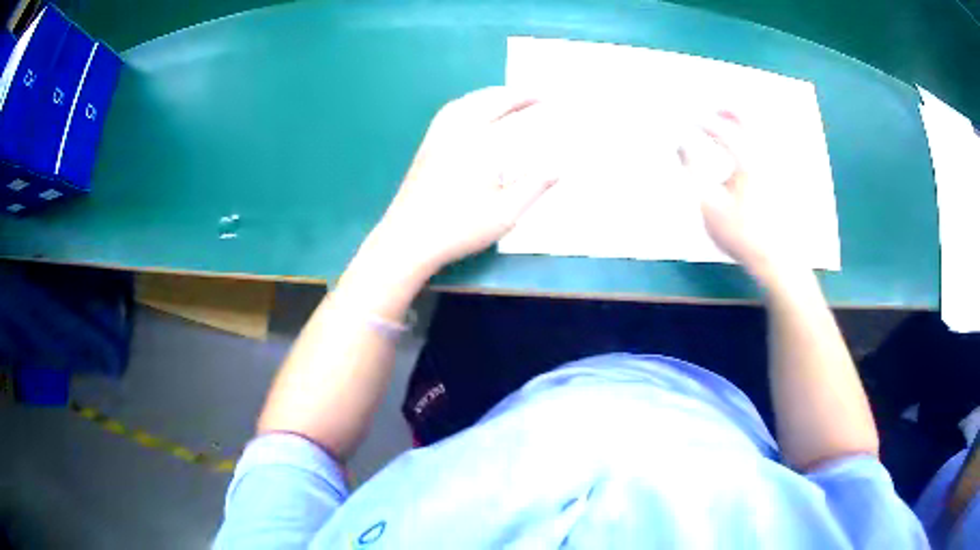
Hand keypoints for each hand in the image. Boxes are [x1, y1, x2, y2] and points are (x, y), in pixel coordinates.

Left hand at [369, 87, 558, 277]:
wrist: (407, 240)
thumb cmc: (458, 228)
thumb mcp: (506, 212)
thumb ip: (535, 186)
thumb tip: (560, 167)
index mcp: (478, 142)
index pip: (507, 109)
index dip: (529, 100)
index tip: (548, 98)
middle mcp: (455, 131)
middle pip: (485, 100)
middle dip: (511, 94)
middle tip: (532, 95)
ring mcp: (436, 138)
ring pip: (464, 103)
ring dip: (487, 95)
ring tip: (506, 99)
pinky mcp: (425, 148)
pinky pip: (448, 113)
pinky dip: (467, 104)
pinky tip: (471, 115)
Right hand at [683, 111, 797, 281]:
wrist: (775, 259)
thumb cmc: (740, 232)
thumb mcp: (708, 203)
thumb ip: (691, 170)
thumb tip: (680, 144)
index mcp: (746, 159)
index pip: (721, 131)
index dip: (704, 123)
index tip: (689, 121)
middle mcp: (764, 156)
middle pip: (749, 123)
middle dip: (731, 112)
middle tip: (717, 108)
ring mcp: (777, 168)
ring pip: (763, 135)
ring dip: (746, 125)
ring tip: (732, 123)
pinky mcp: (783, 181)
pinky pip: (770, 150)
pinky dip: (757, 142)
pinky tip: (751, 150)